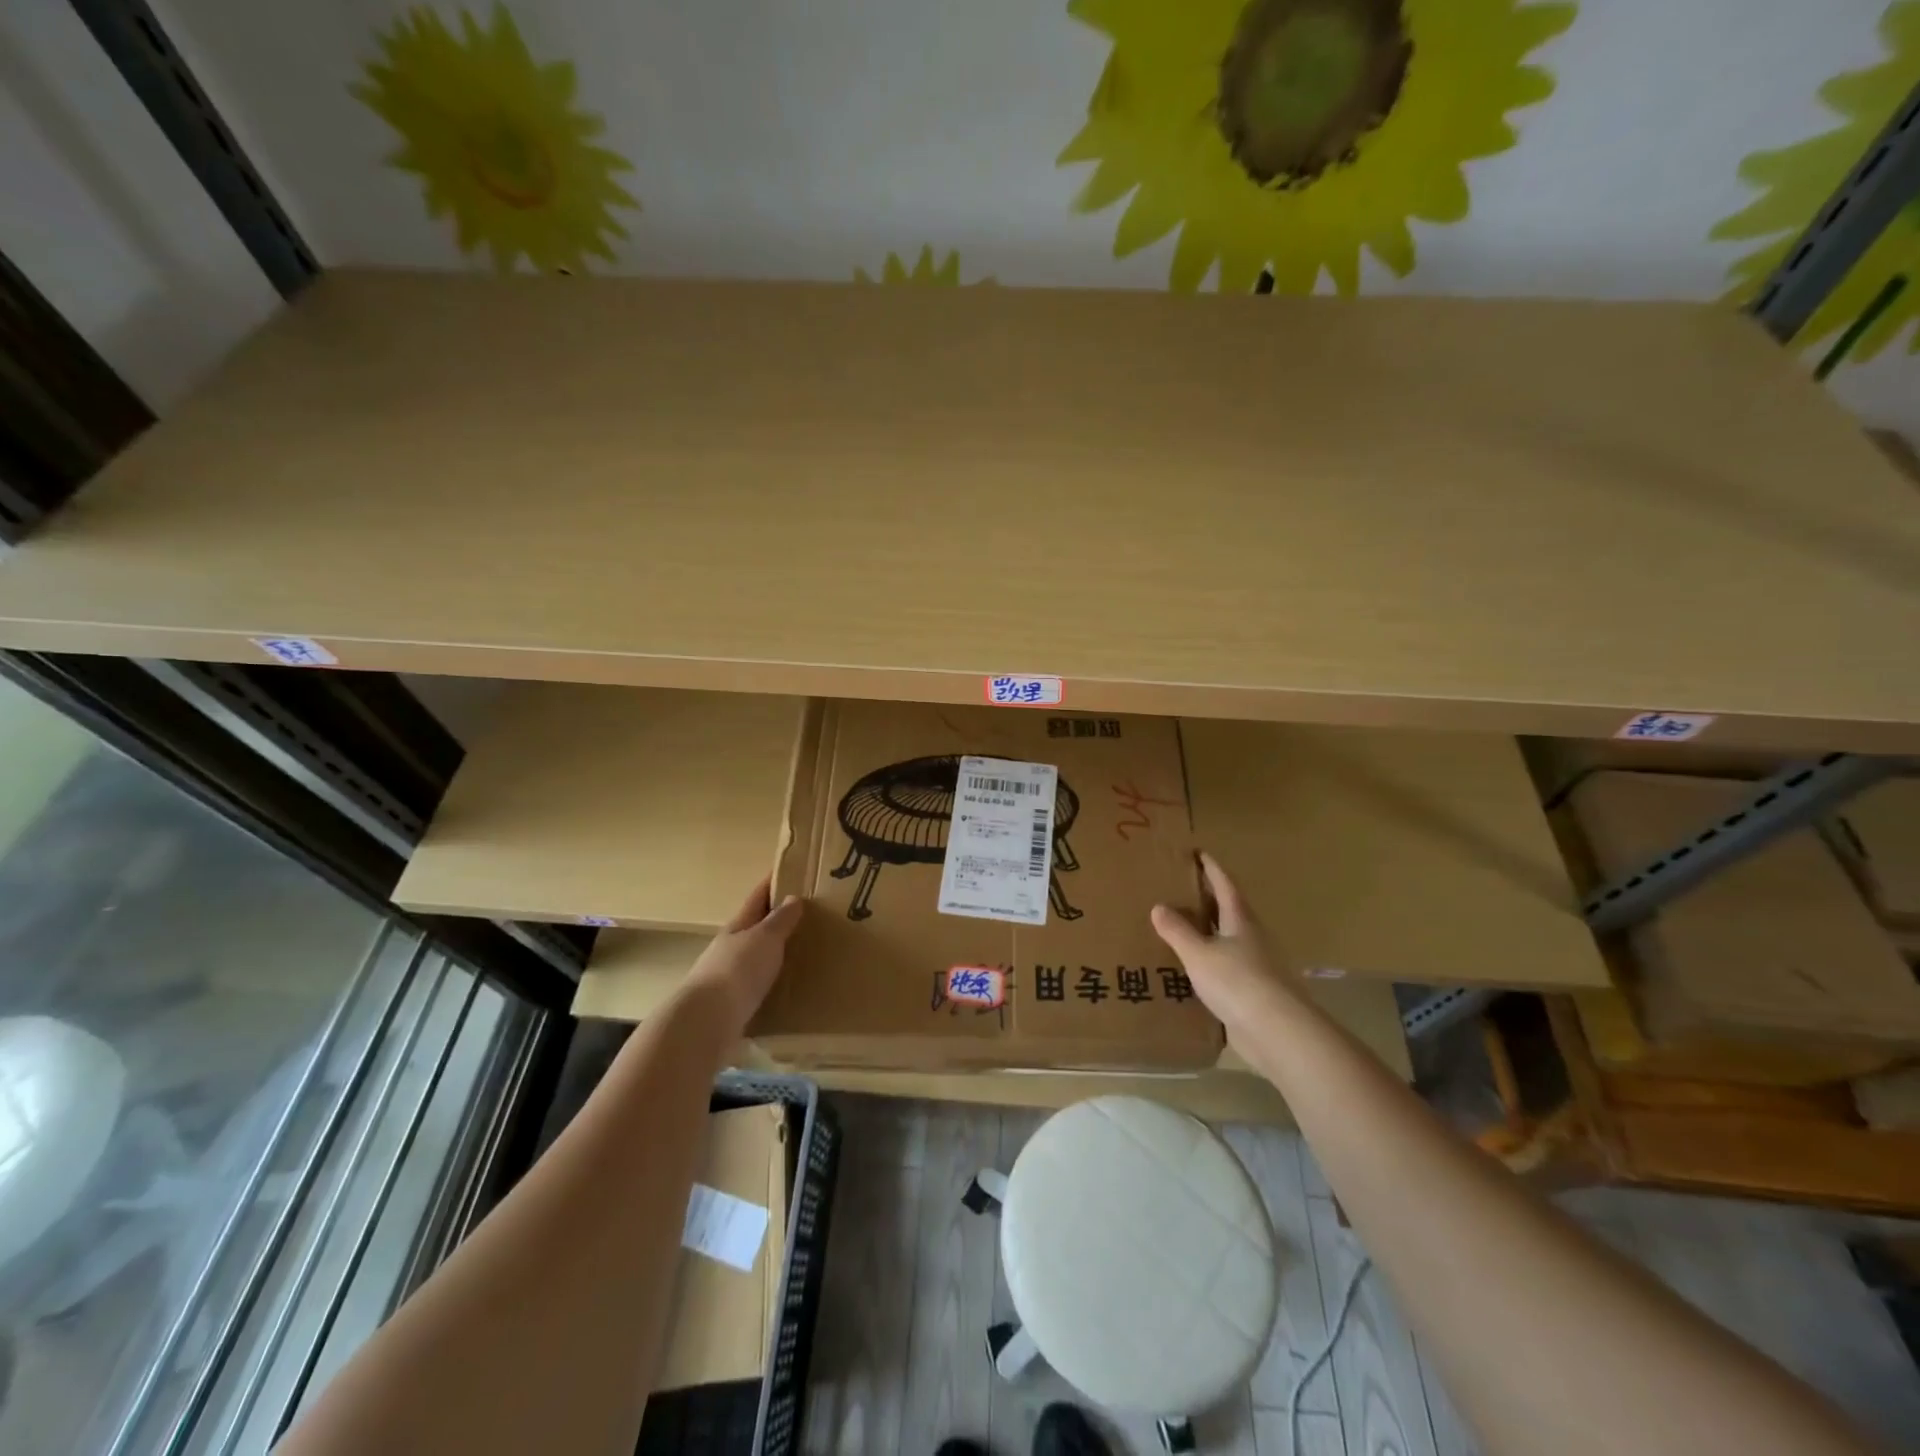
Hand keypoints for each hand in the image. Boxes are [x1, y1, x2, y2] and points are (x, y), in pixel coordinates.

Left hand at [684, 878, 803, 1030]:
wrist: (706, 1023)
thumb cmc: (737, 971)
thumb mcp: (765, 939)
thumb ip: (780, 920)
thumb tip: (793, 897)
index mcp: (738, 926)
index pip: (758, 897)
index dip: (773, 882)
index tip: (792, 870)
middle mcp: (730, 948)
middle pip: (756, 927)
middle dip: (778, 919)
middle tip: (809, 915)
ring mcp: (729, 977)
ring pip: (757, 957)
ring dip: (776, 953)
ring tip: (804, 953)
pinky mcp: (733, 1005)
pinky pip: (758, 986)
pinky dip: (773, 982)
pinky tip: (789, 988)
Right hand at [1150, 853, 1295, 1034]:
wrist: (1276, 1031)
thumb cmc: (1237, 981)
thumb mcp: (1198, 953)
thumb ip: (1177, 930)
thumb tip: (1159, 906)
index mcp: (1241, 920)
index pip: (1225, 885)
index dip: (1212, 869)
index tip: (1199, 853)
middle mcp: (1252, 938)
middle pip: (1230, 911)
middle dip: (1209, 899)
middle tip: (1182, 889)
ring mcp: (1256, 966)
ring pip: (1229, 940)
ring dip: (1209, 932)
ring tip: (1182, 928)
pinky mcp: (1254, 992)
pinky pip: (1227, 967)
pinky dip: (1210, 962)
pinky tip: (1193, 969)